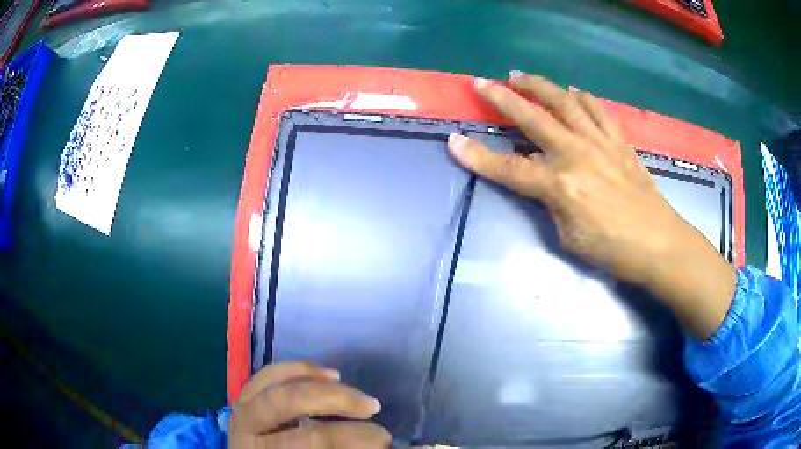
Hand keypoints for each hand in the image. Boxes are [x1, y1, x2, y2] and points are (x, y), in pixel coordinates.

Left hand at [229, 361, 389, 448]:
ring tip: (357, 396)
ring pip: (278, 388)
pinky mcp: (245, 398)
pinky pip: (268, 375)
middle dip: (339, 405)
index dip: (353, 439)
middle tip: (375, 409)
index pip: (312, 442)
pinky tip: (327, 373)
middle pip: (291, 408)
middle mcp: (248, 433)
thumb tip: (413, 447)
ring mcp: (242, 412)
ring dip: (322, 386)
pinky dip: (298, 370)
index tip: (387, 442)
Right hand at [448, 72, 735, 339]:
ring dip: (539, 86)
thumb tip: (542, 181)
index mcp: (560, 185)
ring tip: (521, 76)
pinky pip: (597, 110)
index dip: (478, 157)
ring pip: (565, 102)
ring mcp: (600, 143)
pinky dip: (581, 97)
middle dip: (502, 98)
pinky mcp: (619, 141)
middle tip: (483, 83)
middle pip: (533, 118)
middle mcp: (576, 154)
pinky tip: (572, 91)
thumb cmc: (612, 249)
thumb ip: (550, 203)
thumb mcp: (568, 237)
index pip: (508, 168)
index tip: (454, 141)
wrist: (658, 243)